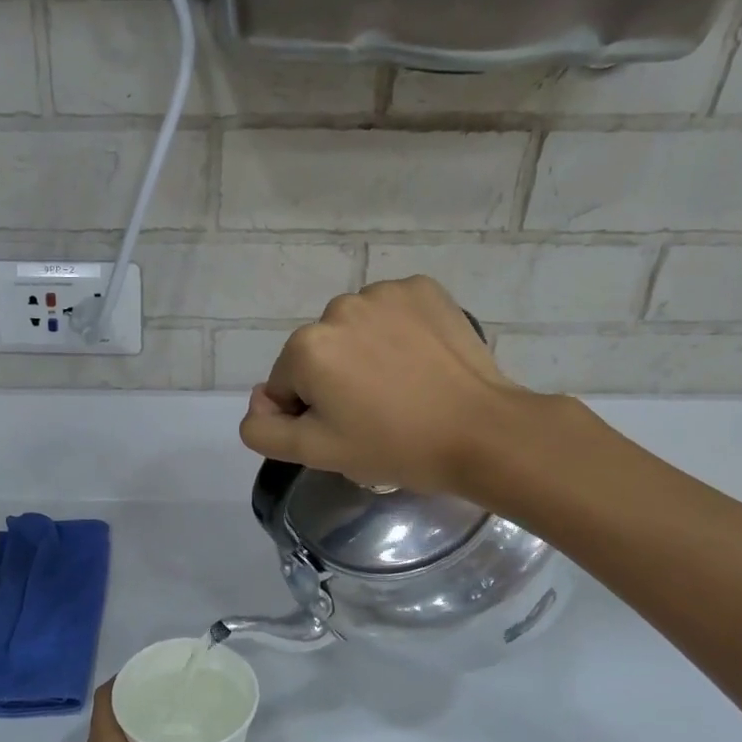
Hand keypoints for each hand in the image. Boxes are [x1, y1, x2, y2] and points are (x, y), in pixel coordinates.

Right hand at [239, 277, 539, 494]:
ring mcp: (385, 293)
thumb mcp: (315, 453)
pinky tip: (419, 362)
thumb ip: (262, 430)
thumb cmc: (394, 446)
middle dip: (335, 381)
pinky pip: (389, 313)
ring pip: (353, 332)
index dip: (310, 415)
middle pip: (318, 354)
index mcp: (307, 347)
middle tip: (375, 414)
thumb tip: (260, 400)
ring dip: (363, 355)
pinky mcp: (423, 289)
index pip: (286, 386)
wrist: (482, 432)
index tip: (347, 431)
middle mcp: (338, 308)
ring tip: (400, 388)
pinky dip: (395, 333)